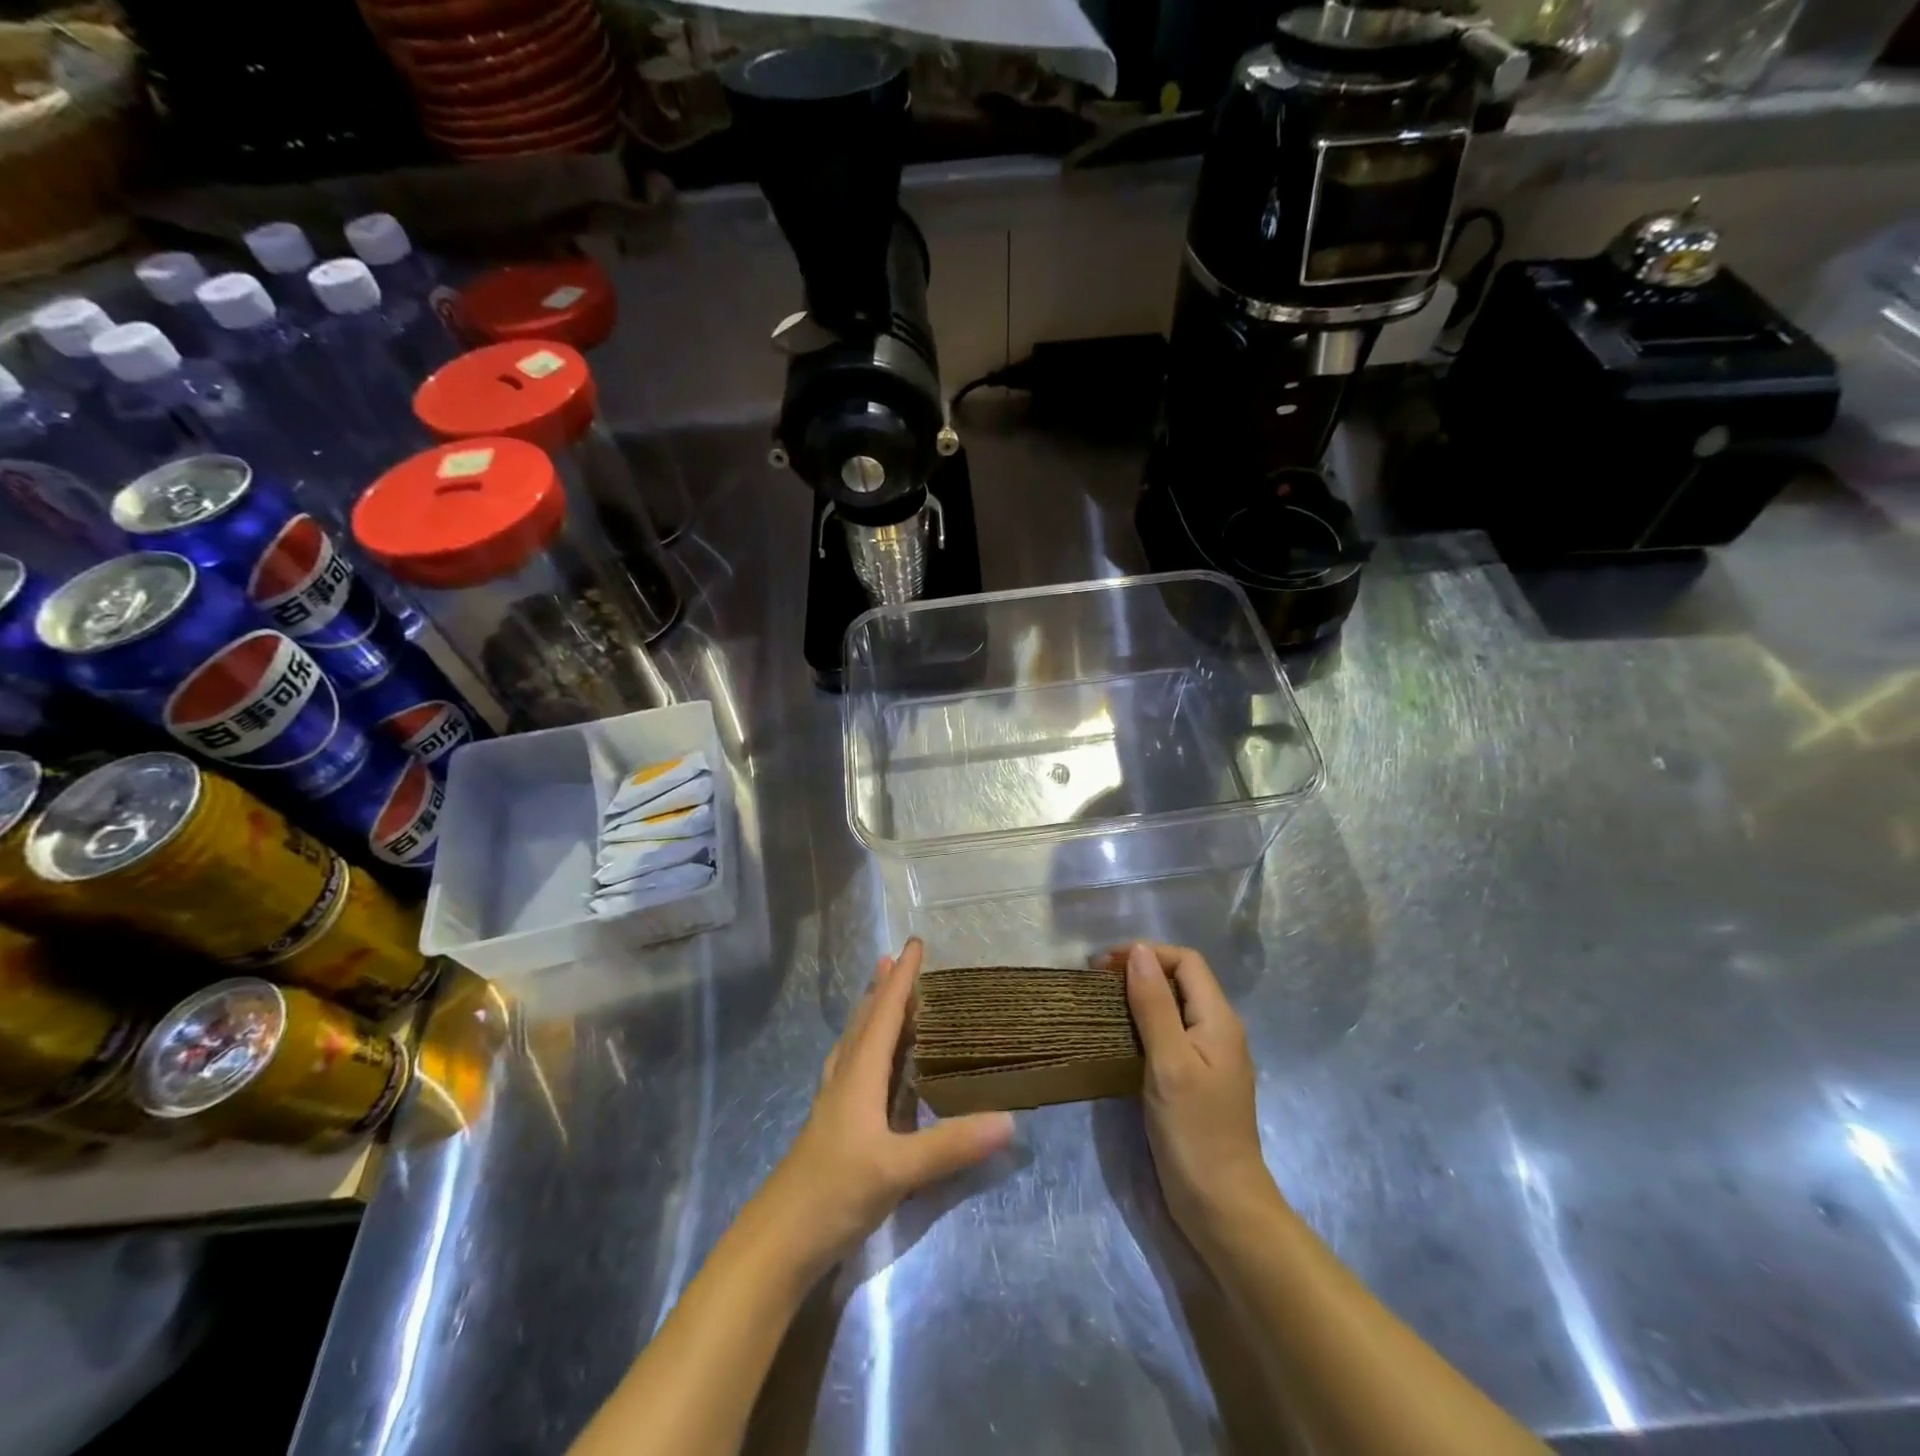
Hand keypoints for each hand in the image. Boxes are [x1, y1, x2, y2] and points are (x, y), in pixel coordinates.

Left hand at [756, 939, 1014, 1278]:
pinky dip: (866, 1048)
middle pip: (864, 1021)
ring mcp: (835, 1103)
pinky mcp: (833, 1126)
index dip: (901, 979)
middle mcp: (845, 1079)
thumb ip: (950, 1145)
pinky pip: (852, 1068)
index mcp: (859, 1075)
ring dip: (870, 1014)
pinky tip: (870, 1065)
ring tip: (881, 997)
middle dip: (882, 988)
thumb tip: (1009, 1118)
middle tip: (897, 960)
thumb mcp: (897, 1169)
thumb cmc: (834, 1192)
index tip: (914, 945)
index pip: (883, 1014)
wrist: (778, 1242)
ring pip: (854, 1043)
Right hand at [1103, 942, 1277, 1243]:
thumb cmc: (1194, 1130)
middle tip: (1096, 981)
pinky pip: (1171, 1034)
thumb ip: (1154, 1005)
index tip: (1104, 965)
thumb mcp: (1169, 1062)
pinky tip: (1120, 1037)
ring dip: (1139, 996)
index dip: (1147, 953)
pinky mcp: (1196, 1079)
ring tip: (1102, 1003)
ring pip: (1174, 1006)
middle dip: (1140, 970)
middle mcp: (1219, 1030)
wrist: (1221, 1205)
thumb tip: (1138, 951)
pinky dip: (1144, 1023)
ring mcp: (1209, 1057)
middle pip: (1181, 980)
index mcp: (1219, 1019)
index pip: (1186, 961)